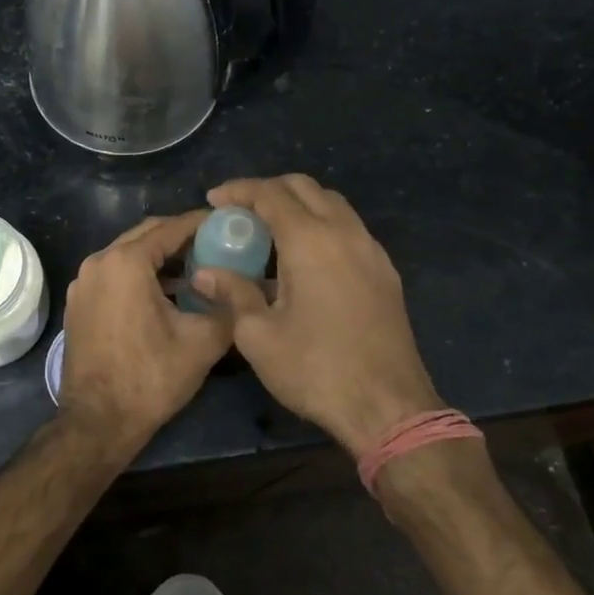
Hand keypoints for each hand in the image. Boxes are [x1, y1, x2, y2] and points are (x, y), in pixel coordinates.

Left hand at [59, 211, 233, 449]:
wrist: (97, 423)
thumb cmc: (150, 378)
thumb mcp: (202, 342)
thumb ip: (229, 307)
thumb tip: (249, 290)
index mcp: (126, 262)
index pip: (171, 228)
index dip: (202, 224)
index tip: (228, 223)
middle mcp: (98, 262)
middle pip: (146, 235)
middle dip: (180, 237)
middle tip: (215, 244)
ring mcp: (83, 283)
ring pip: (127, 254)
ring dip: (160, 257)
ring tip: (196, 268)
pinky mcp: (78, 303)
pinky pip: (113, 274)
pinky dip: (139, 274)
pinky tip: (165, 292)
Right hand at [191, 175, 444, 456]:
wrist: (388, 407)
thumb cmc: (315, 369)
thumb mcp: (258, 336)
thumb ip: (232, 294)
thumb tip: (205, 274)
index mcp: (310, 240)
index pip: (270, 193)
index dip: (239, 190)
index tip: (214, 200)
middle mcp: (344, 232)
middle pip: (304, 187)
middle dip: (268, 189)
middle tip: (240, 211)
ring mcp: (371, 250)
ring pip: (332, 203)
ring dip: (298, 204)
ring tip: (270, 231)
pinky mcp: (385, 271)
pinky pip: (349, 228)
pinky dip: (321, 224)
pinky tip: (305, 257)